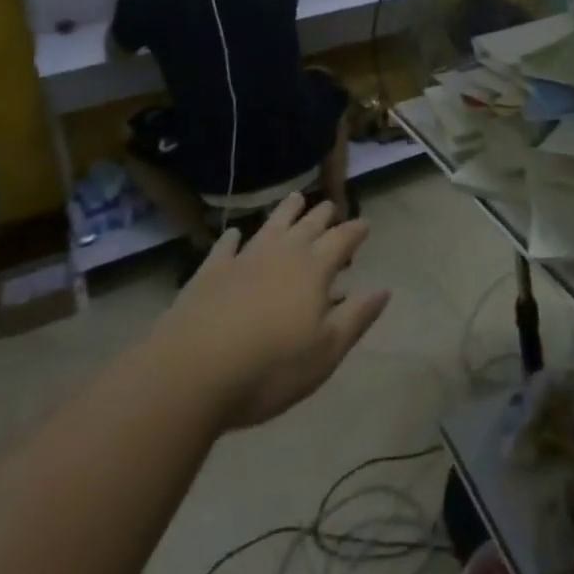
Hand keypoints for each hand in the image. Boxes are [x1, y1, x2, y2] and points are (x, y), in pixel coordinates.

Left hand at [154, 193, 389, 430]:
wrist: (189, 375)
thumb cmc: (269, 368)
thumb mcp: (326, 351)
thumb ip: (356, 317)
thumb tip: (384, 289)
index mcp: (314, 269)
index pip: (342, 239)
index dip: (356, 230)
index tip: (366, 224)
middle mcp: (282, 254)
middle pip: (308, 225)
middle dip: (323, 214)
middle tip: (331, 206)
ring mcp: (243, 260)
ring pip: (271, 226)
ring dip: (286, 212)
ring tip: (296, 197)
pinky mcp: (208, 274)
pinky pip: (225, 248)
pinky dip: (232, 238)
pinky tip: (235, 234)